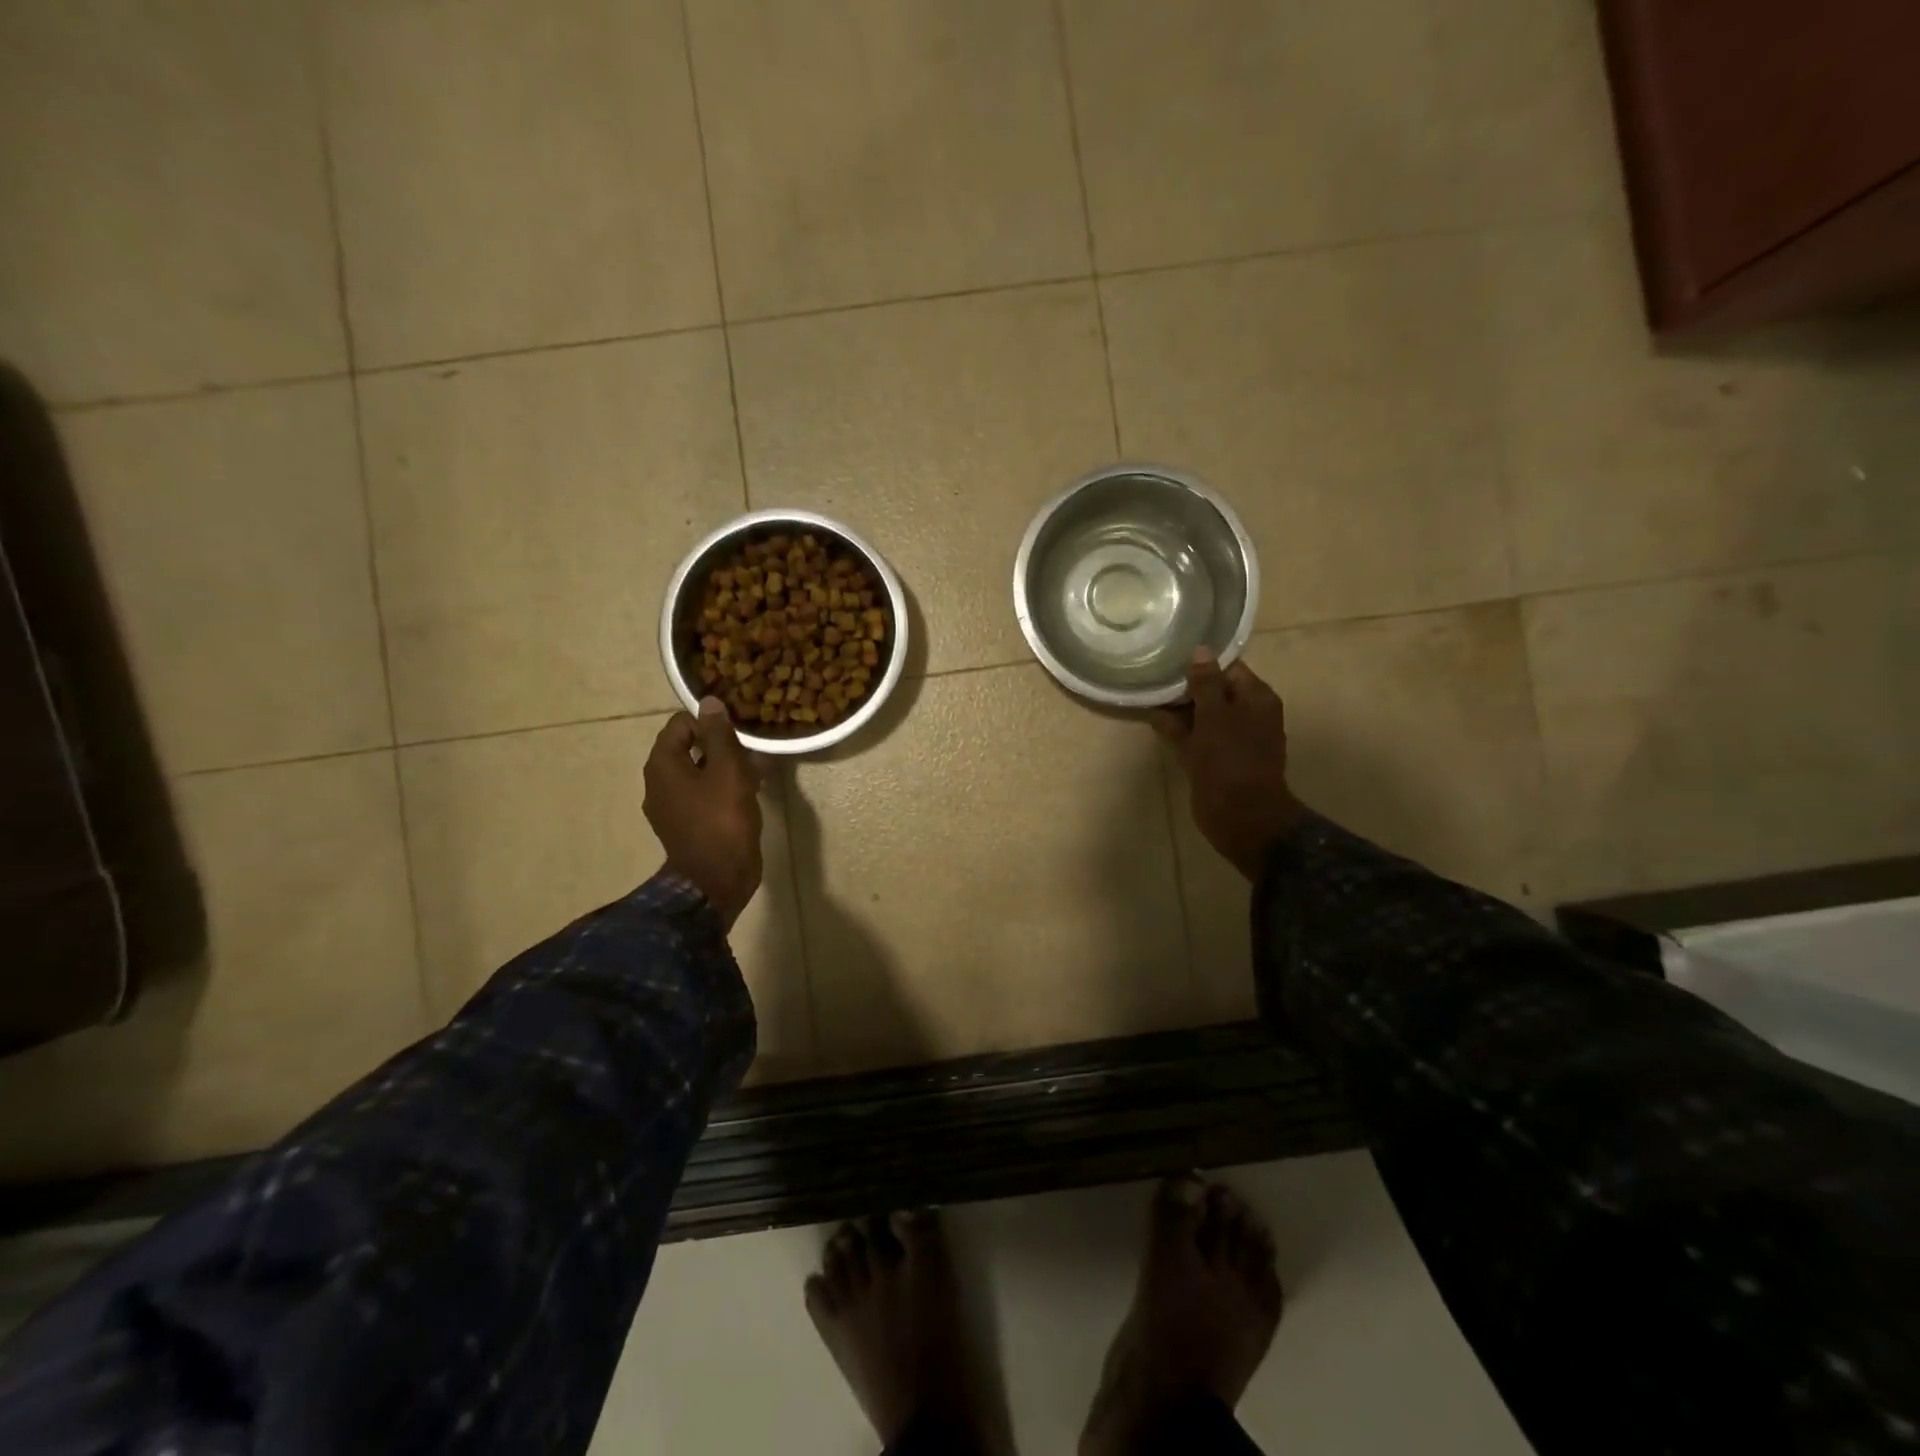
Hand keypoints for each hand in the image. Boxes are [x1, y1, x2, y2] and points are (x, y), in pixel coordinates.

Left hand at [643, 698, 763, 929]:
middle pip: (690, 748)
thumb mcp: (727, 771)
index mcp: (663, 765)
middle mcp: (660, 783)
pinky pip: (704, 795)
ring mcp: (672, 807)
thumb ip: (719, 735)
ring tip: (758, 771)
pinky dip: (723, 789)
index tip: (740, 728)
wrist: (716, 881)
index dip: (710, 720)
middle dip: (722, 745)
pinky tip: (750, 793)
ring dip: (726, 767)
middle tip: (753, 749)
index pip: (681, 724)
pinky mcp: (688, 825)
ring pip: (700, 772)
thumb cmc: (721, 821)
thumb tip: (709, 702)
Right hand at [1153, 649, 1306, 880]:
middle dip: (1188, 686)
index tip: (1173, 656)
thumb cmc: (1230, 760)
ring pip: (1203, 715)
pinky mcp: (1215, 759)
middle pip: (1215, 691)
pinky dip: (1178, 730)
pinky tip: (1153, 720)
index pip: (1229, 669)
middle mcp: (1248, 715)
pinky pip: (1196, 737)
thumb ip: (1206, 683)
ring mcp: (1231, 739)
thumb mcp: (1215, 715)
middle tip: (1155, 674)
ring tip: (1149, 694)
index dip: (1202, 663)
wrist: (1240, 815)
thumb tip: (1201, 650)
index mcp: (1257, 699)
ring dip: (1179, 708)